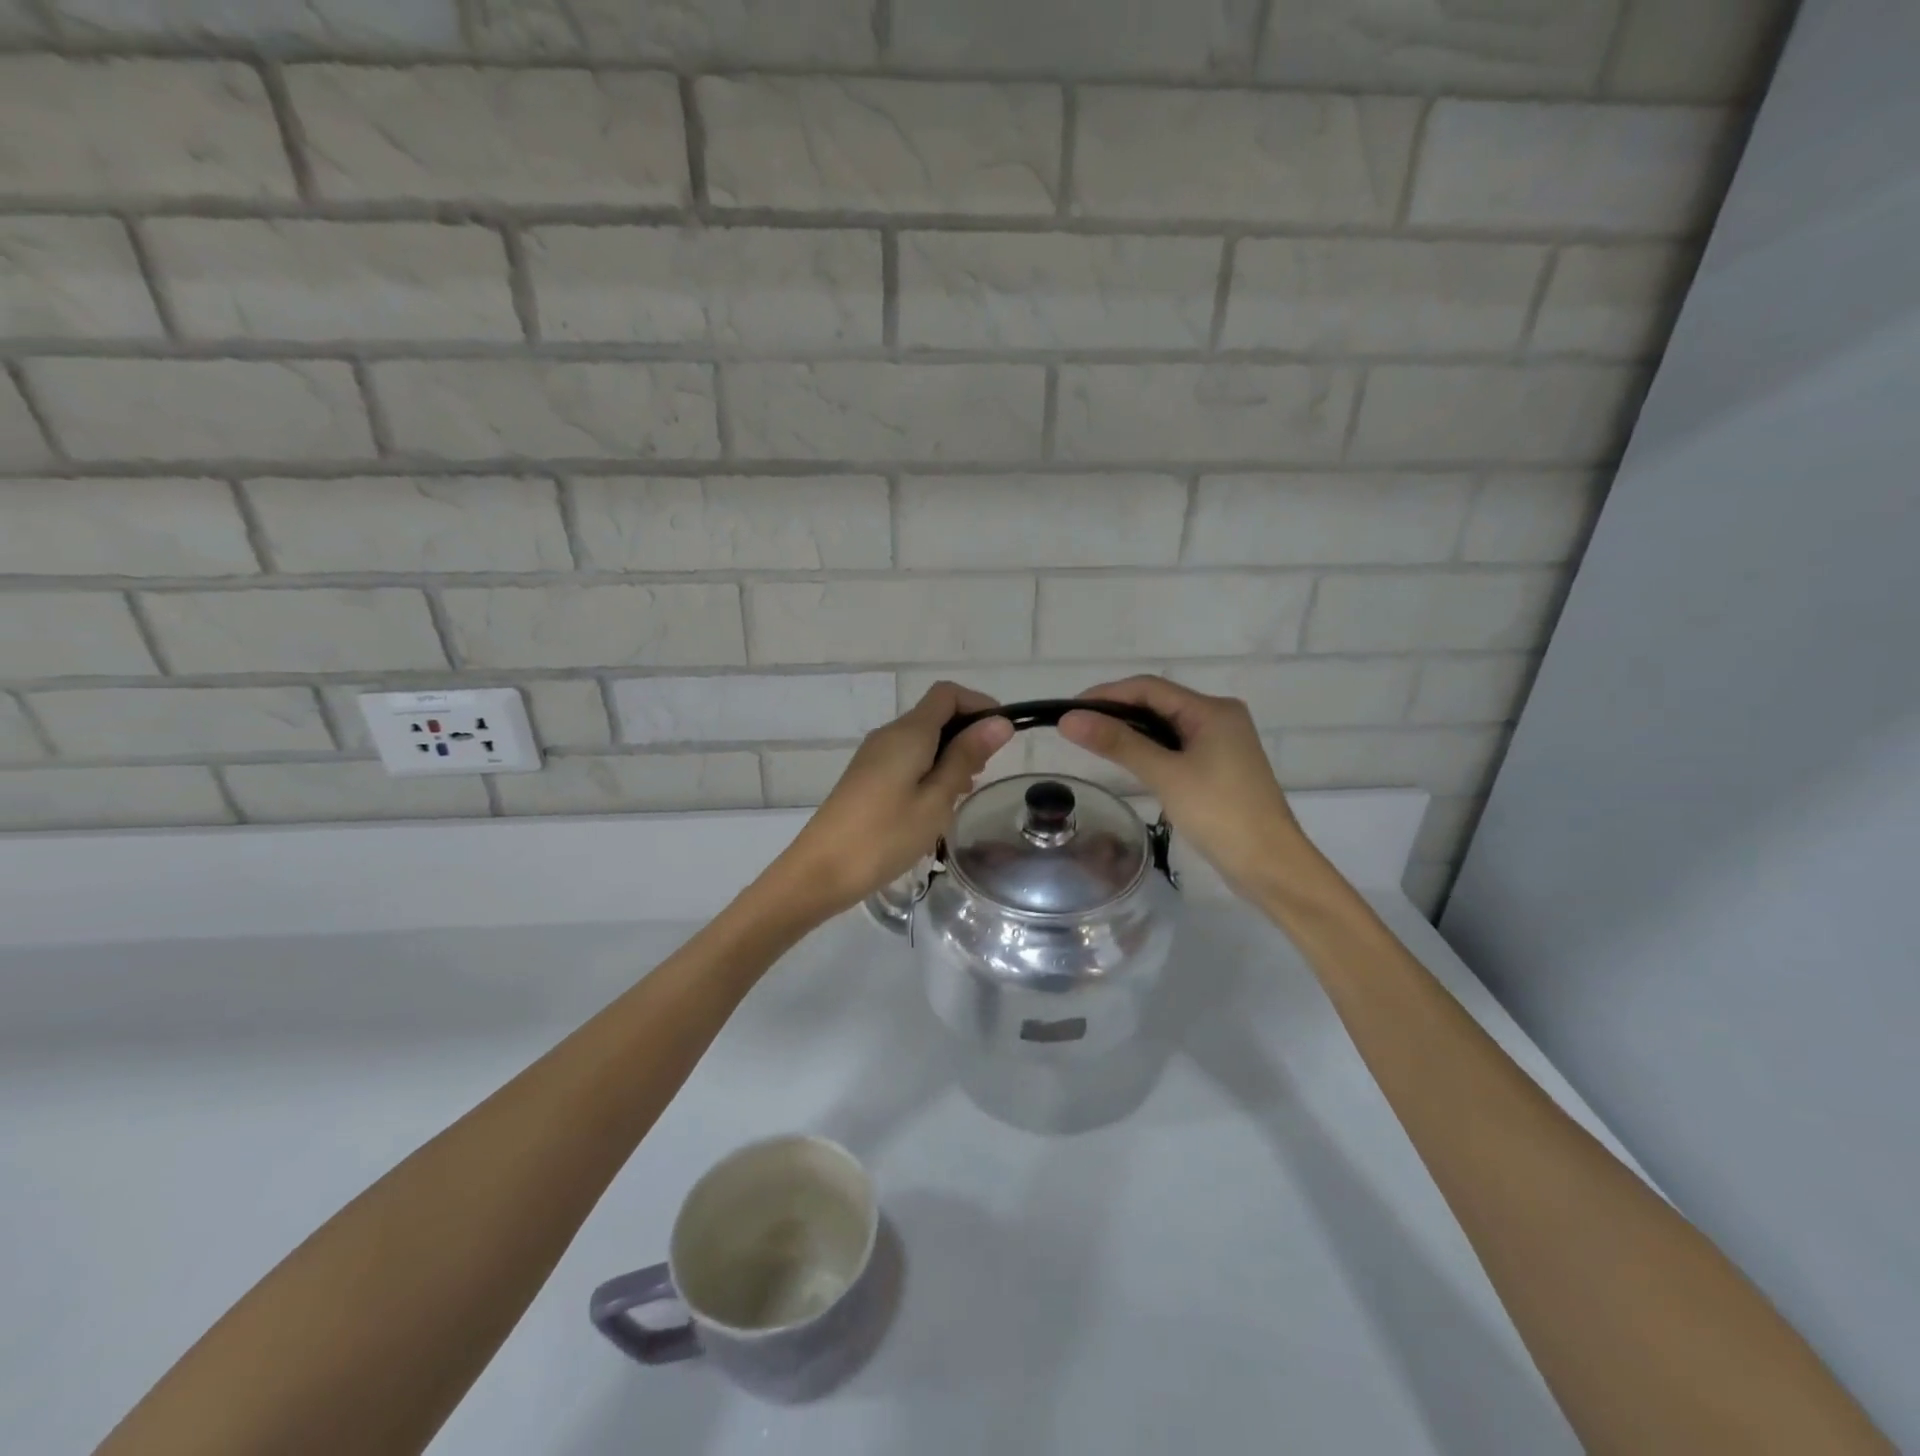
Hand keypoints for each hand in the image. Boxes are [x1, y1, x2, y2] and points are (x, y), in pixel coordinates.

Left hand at [766, 682, 1013, 920]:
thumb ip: (966, 757)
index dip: (979, 705)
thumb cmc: (885, 836)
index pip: (947, 694)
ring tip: (963, 793)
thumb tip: (998, 722)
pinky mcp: (866, 777)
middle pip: (935, 714)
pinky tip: (937, 803)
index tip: (1002, 736)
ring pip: (922, 739)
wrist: (820, 870)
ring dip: (949, 755)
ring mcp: (874, 756)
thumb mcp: (936, 799)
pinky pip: (907, 758)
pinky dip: (930, 769)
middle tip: (984, 774)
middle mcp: (889, 734)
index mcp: (908, 733)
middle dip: (967, 734)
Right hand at [1059, 676, 1306, 898]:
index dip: (1106, 694)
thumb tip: (1069, 719)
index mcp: (1212, 710)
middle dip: (1116, 711)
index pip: (1149, 688)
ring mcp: (1221, 743)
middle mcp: (1219, 717)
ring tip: (1092, 742)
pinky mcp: (1218, 767)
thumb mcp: (1165, 775)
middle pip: (1158, 703)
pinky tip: (1127, 760)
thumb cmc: (1219, 813)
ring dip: (1131, 731)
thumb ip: (1118, 743)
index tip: (1068, 710)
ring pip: (1166, 726)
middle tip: (1075, 728)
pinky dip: (1149, 749)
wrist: (1270, 865)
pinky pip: (1176, 746)